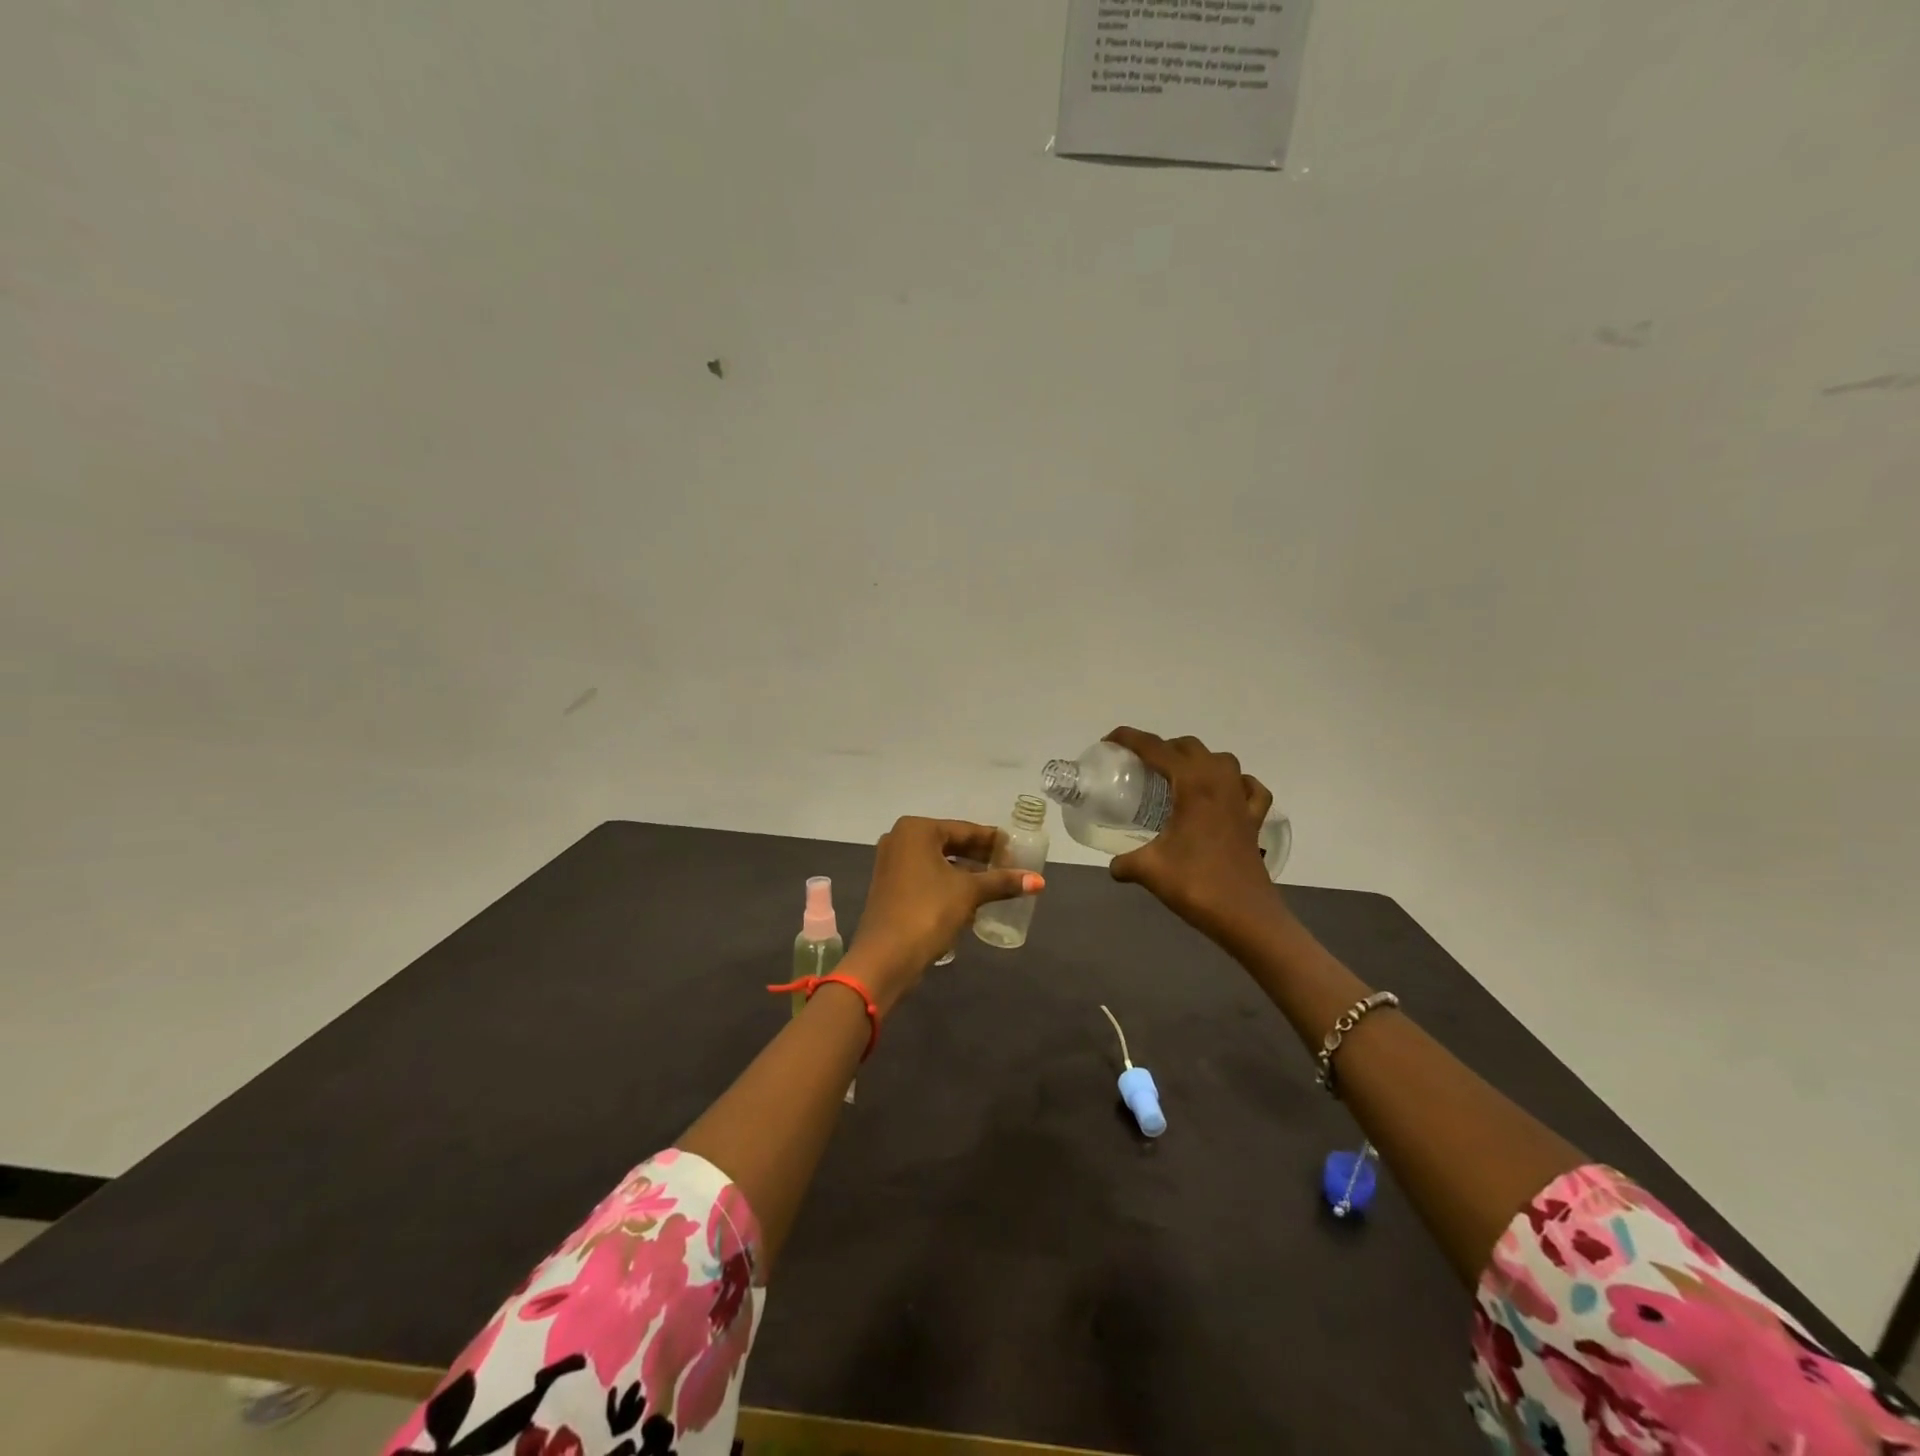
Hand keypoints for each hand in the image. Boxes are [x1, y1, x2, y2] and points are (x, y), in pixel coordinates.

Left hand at [847, 817, 1043, 1010]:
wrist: (886, 957)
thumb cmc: (927, 912)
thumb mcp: (968, 893)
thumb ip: (1002, 882)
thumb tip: (1039, 881)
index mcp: (916, 830)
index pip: (965, 830)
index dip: (993, 841)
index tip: (1017, 849)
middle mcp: (900, 840)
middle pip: (950, 844)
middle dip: (980, 857)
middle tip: (1010, 866)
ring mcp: (892, 864)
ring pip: (938, 862)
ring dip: (966, 872)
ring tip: (996, 883)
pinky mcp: (891, 887)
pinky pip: (927, 877)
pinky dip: (948, 883)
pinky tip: (971, 898)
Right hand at [1104, 727, 1278, 940]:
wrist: (1247, 917)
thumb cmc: (1197, 885)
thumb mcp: (1149, 870)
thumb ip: (1125, 863)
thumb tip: (1114, 865)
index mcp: (1193, 785)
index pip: (1156, 748)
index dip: (1129, 739)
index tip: (1109, 741)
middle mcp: (1219, 782)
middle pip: (1188, 747)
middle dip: (1161, 748)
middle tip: (1138, 767)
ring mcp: (1241, 800)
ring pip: (1220, 760)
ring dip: (1196, 760)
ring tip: (1175, 778)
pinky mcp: (1254, 820)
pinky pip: (1249, 788)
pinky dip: (1235, 784)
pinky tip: (1224, 795)